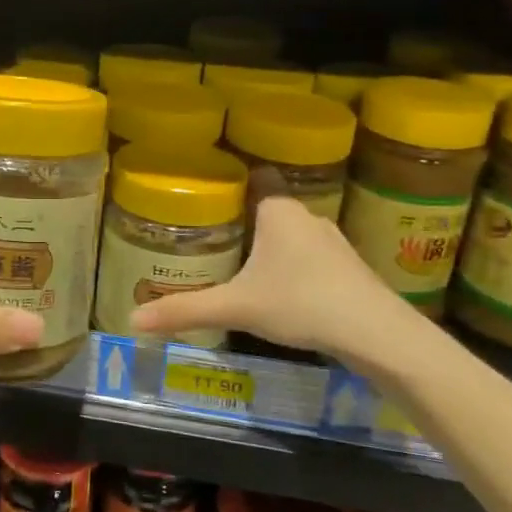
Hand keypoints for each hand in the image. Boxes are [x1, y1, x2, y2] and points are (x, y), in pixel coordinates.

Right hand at [129, 195, 419, 363]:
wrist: (379, 335)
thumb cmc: (302, 304)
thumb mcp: (236, 307)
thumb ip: (185, 311)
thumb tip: (133, 322)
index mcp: (279, 210)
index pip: (254, 176)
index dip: (230, 180)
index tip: (203, 190)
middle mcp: (306, 216)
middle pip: (267, 206)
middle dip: (240, 218)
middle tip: (207, 233)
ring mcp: (331, 241)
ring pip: (289, 232)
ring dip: (267, 243)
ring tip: (235, 259)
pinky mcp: (347, 267)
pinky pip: (307, 254)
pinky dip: (289, 263)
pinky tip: (277, 287)